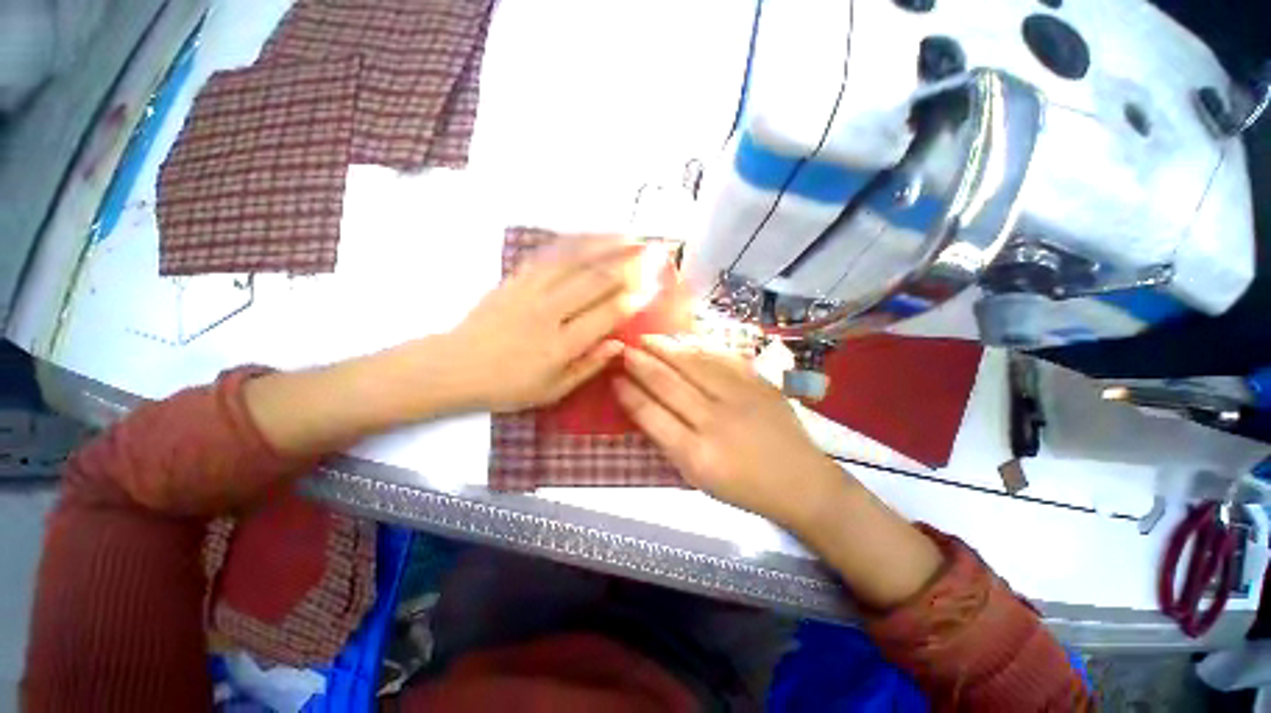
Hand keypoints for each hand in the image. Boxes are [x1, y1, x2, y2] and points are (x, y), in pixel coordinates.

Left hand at [445, 236, 644, 412]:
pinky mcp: (516, 278)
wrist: (456, 366)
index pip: (604, 316)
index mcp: (560, 345)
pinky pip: (549, 254)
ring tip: (629, 234)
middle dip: (627, 264)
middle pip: (594, 281)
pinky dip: (573, 242)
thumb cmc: (508, 386)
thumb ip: (588, 367)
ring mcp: (530, 290)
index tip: (652, 288)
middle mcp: (548, 312)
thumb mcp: (553, 391)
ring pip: (574, 260)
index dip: (631, 301)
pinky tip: (590, 235)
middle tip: (650, 252)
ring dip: (605, 244)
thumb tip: (620, 345)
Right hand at [614, 335, 837, 527]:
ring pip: (693, 365)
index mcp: (696, 455)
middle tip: (623, 348)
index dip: (630, 394)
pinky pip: (722, 358)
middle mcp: (715, 422)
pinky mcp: (758, 383)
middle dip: (641, 364)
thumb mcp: (698, 477)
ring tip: (646, 338)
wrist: (801, 481)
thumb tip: (643, 406)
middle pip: (669, 384)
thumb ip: (669, 441)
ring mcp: (740, 398)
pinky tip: (683, 339)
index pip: (652, 416)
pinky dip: (698, 347)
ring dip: (665, 349)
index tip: (614, 378)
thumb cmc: (744, 486)